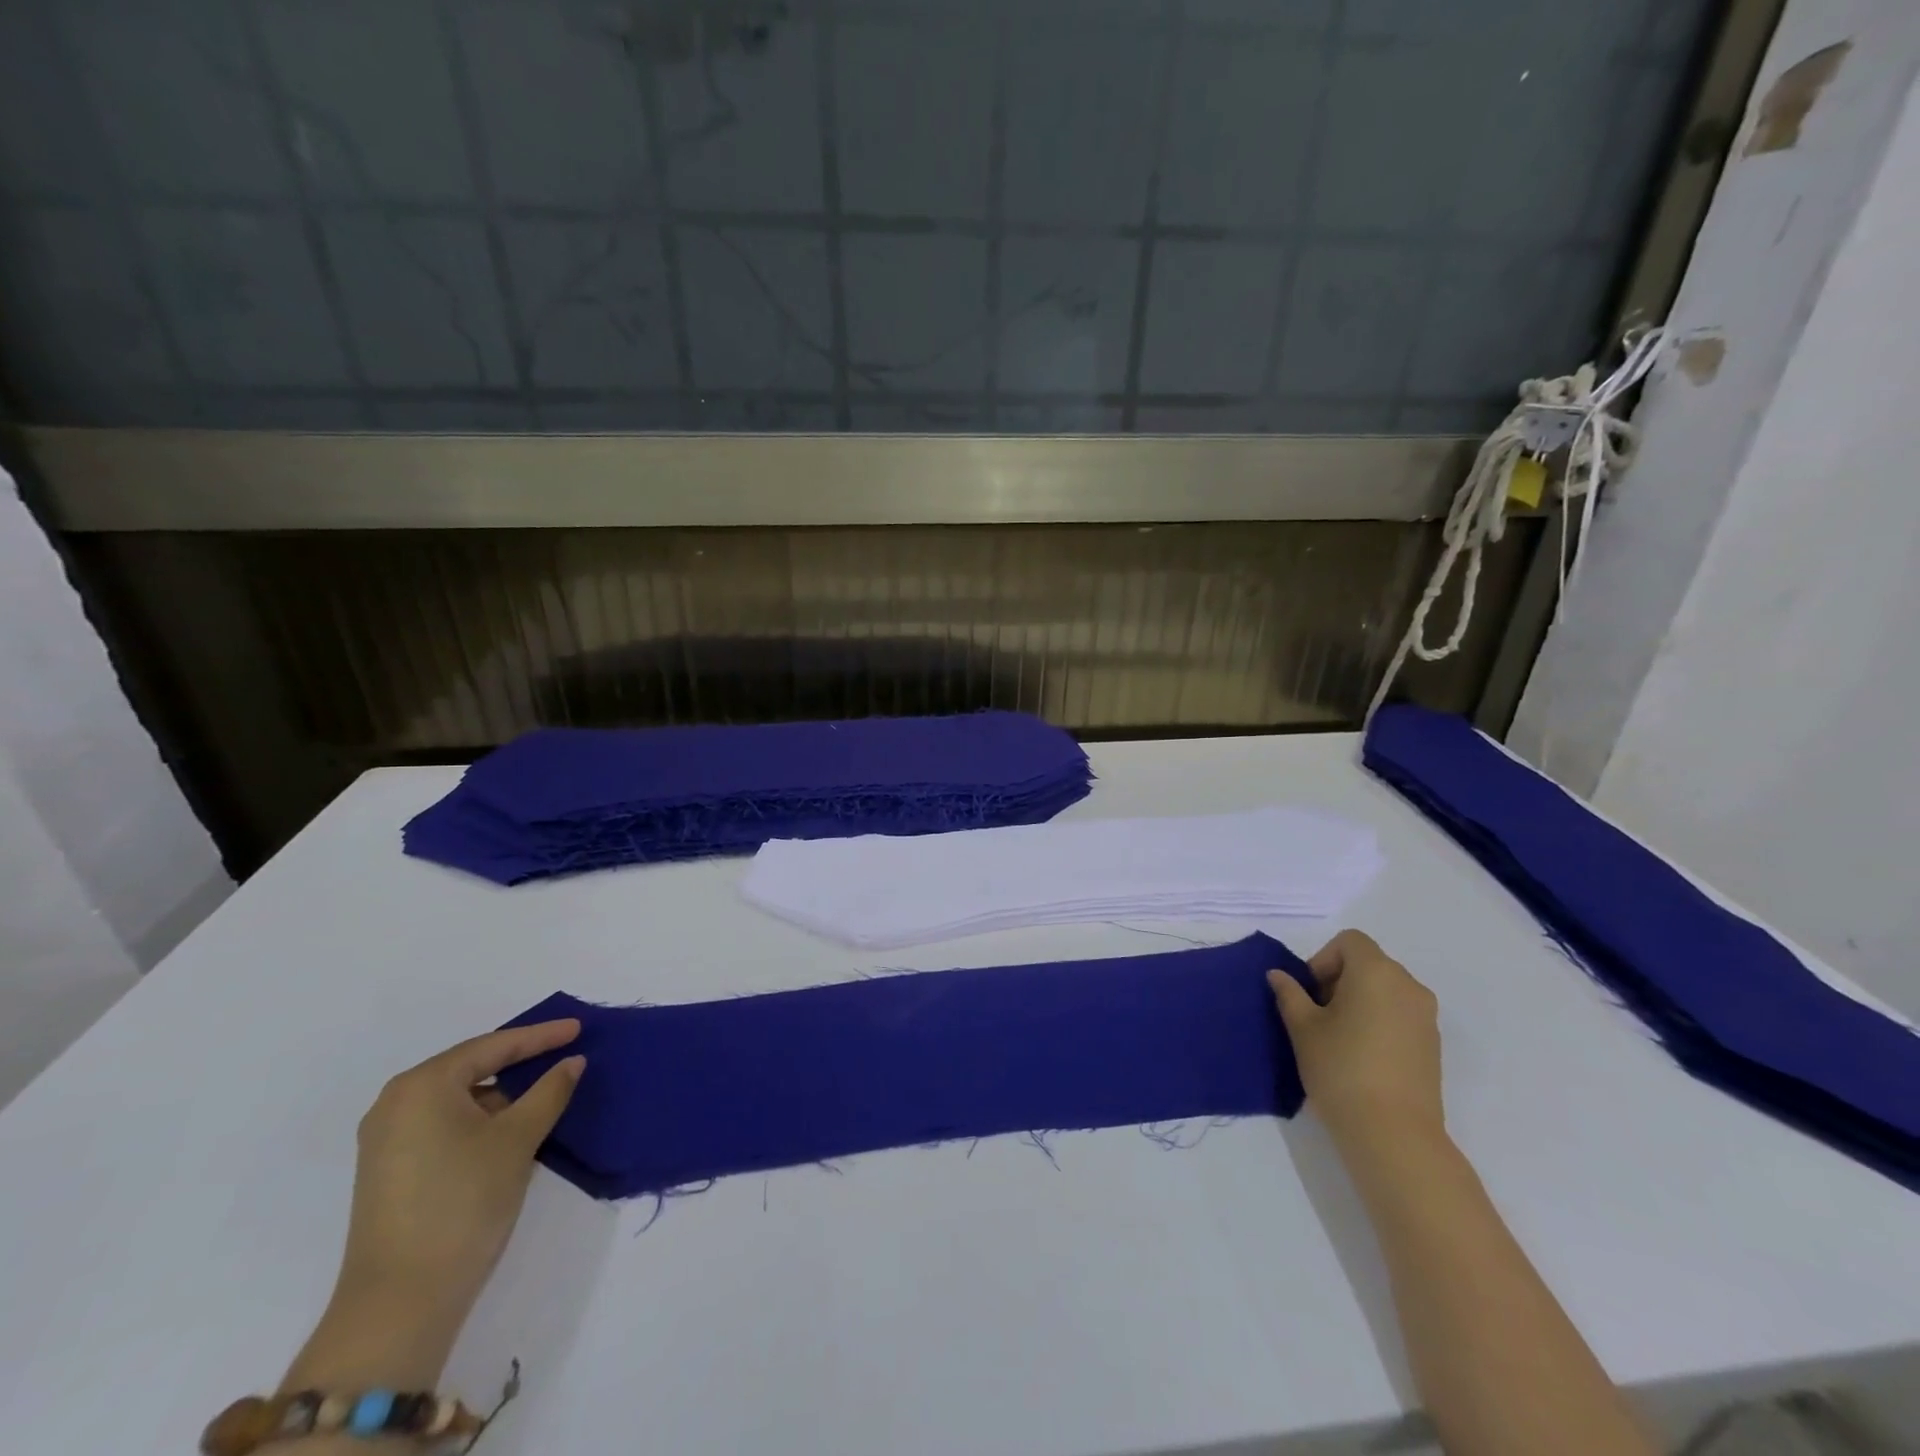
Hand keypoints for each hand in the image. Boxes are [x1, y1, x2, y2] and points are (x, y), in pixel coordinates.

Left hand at [339, 1020, 584, 1324]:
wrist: (400, 1302)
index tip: (578, 1028)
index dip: (540, 1036)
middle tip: (563, 1053)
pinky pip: (444, 1124)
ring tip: (545, 1093)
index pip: (492, 1047)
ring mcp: (386, 1140)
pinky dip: (481, 1120)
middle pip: (471, 1068)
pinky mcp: (389, 1171)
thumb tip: (572, 1062)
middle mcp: (396, 1104)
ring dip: (502, 1095)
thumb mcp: (518, 1138)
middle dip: (519, 1062)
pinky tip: (512, 1129)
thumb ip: (550, 1091)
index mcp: (422, 1086)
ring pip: (458, 1099)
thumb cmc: (463, 1201)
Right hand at [1269, 930, 1442, 1150]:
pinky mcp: (1433, 1045)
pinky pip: (1400, 1015)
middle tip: (1318, 1015)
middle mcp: (1408, 986)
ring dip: (1360, 1001)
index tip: (1310, 993)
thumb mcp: (1302, 1027)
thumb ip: (1289, 994)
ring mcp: (1426, 1017)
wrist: (1393, 1133)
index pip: (1349, 941)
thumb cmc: (1341, 1067)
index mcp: (1376, 972)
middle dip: (1339, 980)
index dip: (1324, 959)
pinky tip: (1362, 1055)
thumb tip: (1279, 975)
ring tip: (1339, 1037)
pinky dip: (1379, 1021)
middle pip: (1369, 963)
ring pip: (1385, 990)